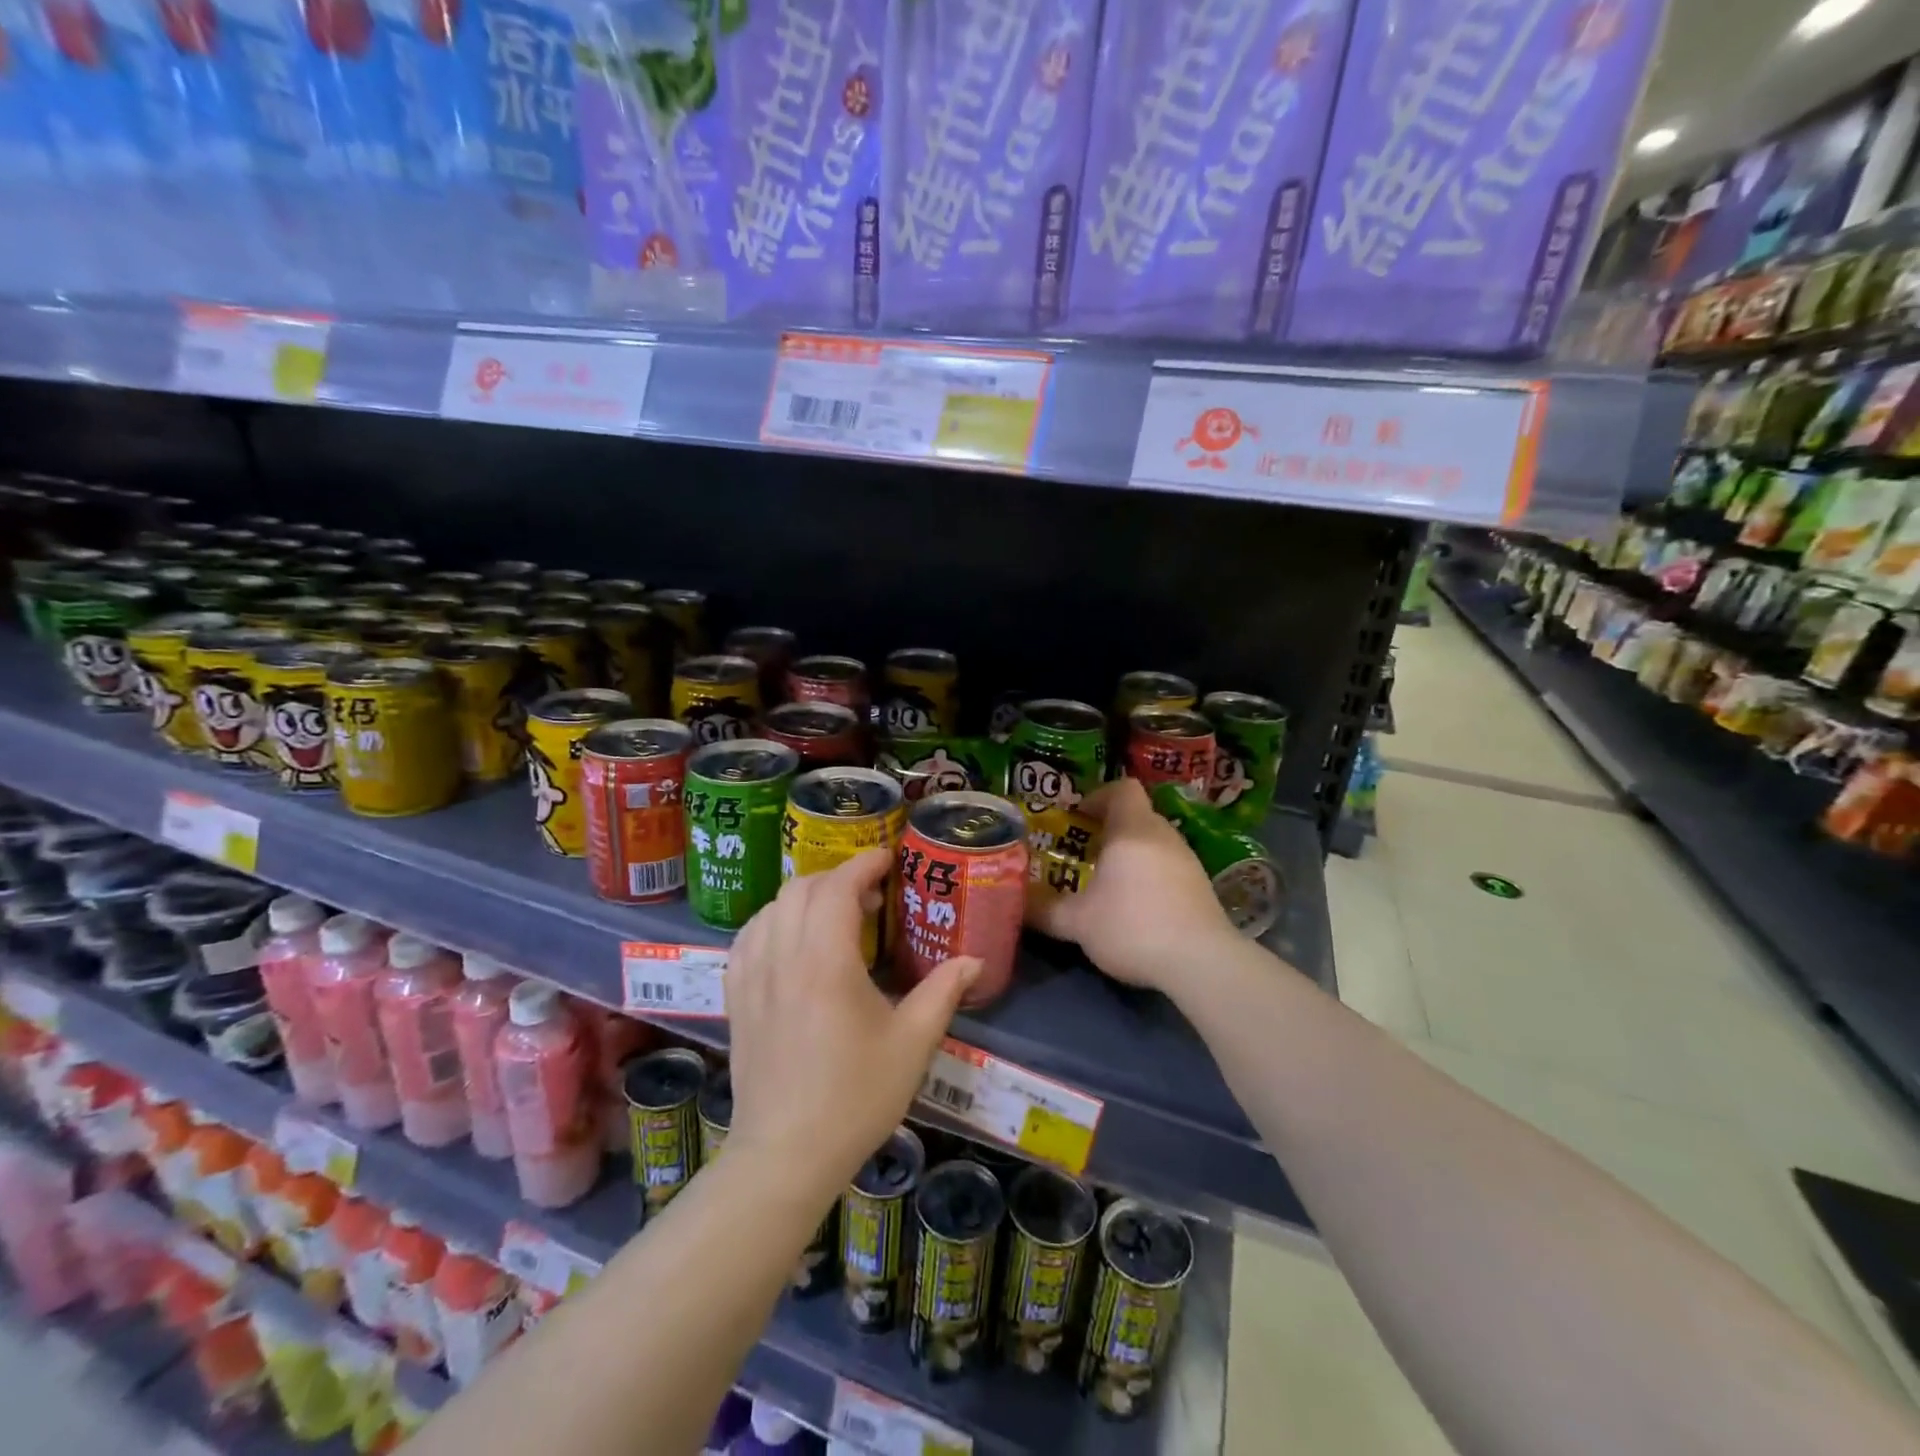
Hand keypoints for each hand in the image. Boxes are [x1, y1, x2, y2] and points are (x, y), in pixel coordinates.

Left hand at [723, 849, 978, 1196]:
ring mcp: (752, 977)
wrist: (786, 1154)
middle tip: (870, 895)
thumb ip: (943, 992)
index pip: (838, 888)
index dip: (863, 865)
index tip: (887, 859)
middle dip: (837, 878)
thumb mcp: (912, 1044)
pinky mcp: (736, 998)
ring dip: (804, 897)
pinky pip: (747, 937)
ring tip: (834, 916)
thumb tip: (974, 959)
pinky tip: (789, 940)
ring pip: (771, 908)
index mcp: (826, 962)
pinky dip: (772, 921)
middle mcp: (783, 957)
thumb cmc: (855, 1097)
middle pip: (802, 888)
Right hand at [1028, 777, 1235, 993]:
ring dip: (1131, 853)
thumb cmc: (1132, 926)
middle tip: (1084, 852)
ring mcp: (1188, 860)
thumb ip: (1045, 911)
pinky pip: (1169, 865)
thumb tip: (1017, 906)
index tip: (1078, 818)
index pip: (1122, 788)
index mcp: (1132, 829)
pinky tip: (1137, 906)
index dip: (1098, 796)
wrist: (1201, 962)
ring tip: (1108, 881)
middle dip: (1109, 829)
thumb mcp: (1078, 923)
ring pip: (1154, 842)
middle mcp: (1164, 835)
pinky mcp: (1201, 886)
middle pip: (1137, 815)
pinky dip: (1151, 875)